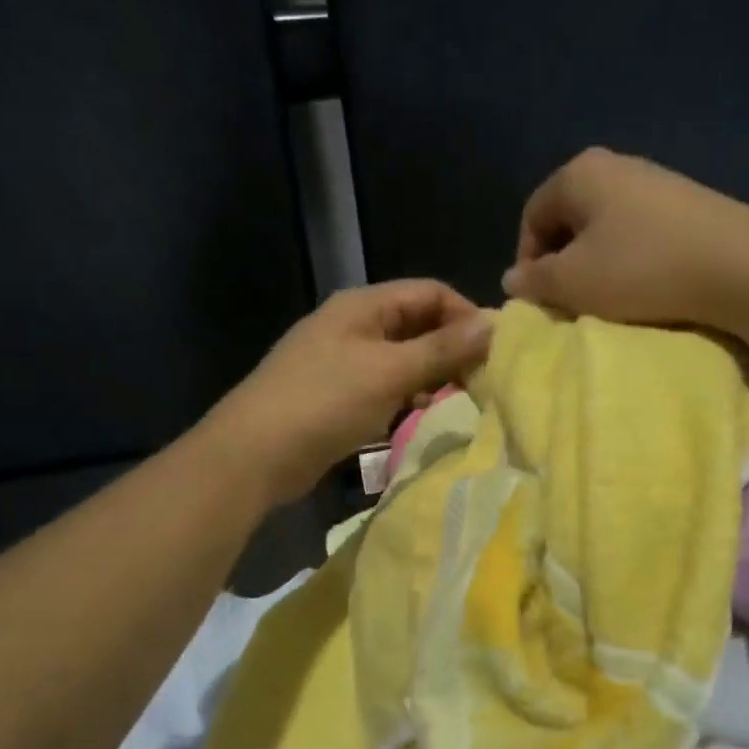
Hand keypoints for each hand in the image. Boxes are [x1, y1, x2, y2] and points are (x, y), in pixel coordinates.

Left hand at [211, 281, 492, 504]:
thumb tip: (495, 324)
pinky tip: (423, 418)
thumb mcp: (389, 372)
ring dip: (432, 377)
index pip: (430, 292)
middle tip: (483, 382)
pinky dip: (408, 398)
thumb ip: (442, 349)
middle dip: (452, 349)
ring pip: (403, 359)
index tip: (495, 351)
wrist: (253, 455)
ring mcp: (343, 362)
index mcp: (364, 305)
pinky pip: (385, 387)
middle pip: (418, 325)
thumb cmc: (324, 402)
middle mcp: (354, 326)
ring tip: (460, 403)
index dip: (466, 315)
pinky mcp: (337, 396)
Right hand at [500, 148, 748, 329]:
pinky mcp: (689, 203)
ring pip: (606, 228)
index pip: (532, 216)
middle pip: (569, 219)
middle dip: (563, 262)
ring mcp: (656, 181)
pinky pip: (640, 233)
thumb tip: (512, 278)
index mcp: (579, 172)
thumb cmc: (640, 269)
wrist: (740, 267)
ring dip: (597, 265)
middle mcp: (615, 164)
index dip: (527, 260)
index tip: (538, 298)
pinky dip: (631, 261)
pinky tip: (644, 286)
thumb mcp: (573, 282)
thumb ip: (534, 280)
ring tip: (608, 299)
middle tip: (570, 301)